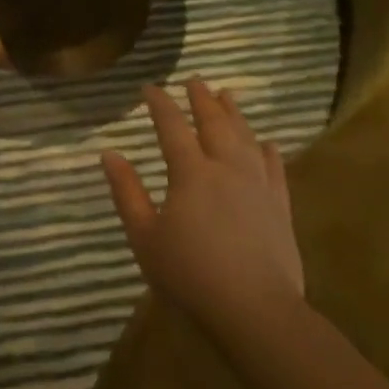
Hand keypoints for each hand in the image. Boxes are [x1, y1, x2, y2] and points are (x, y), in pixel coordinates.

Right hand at [101, 78, 304, 333]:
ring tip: (227, 95)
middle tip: (194, 79)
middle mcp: (226, 169)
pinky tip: (266, 142)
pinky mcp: (279, 207)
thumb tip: (109, 153)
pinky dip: (267, 150)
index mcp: (190, 173)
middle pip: (214, 124)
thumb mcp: (143, 235)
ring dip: (234, 114)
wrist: (253, 308)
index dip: (160, 104)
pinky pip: (274, 168)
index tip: (150, 87)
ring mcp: (258, 186)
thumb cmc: (188, 273)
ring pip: (246, 138)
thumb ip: (126, 192)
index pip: (172, 127)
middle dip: (201, 99)